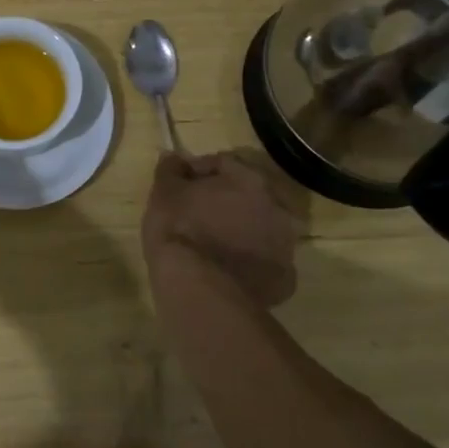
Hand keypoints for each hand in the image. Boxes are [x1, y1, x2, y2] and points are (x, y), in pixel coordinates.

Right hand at [141, 151, 306, 307]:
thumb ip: (170, 170)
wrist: (200, 290)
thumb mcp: (164, 193)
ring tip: (213, 243)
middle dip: (226, 200)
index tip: (178, 184)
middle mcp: (275, 208)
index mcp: (248, 180)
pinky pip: (264, 263)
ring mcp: (284, 246)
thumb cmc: (180, 230)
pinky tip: (228, 270)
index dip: (198, 171)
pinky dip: (249, 263)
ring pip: (261, 230)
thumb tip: (173, 157)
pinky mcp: (284, 280)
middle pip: (249, 196)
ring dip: (242, 230)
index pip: (222, 164)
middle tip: (199, 212)